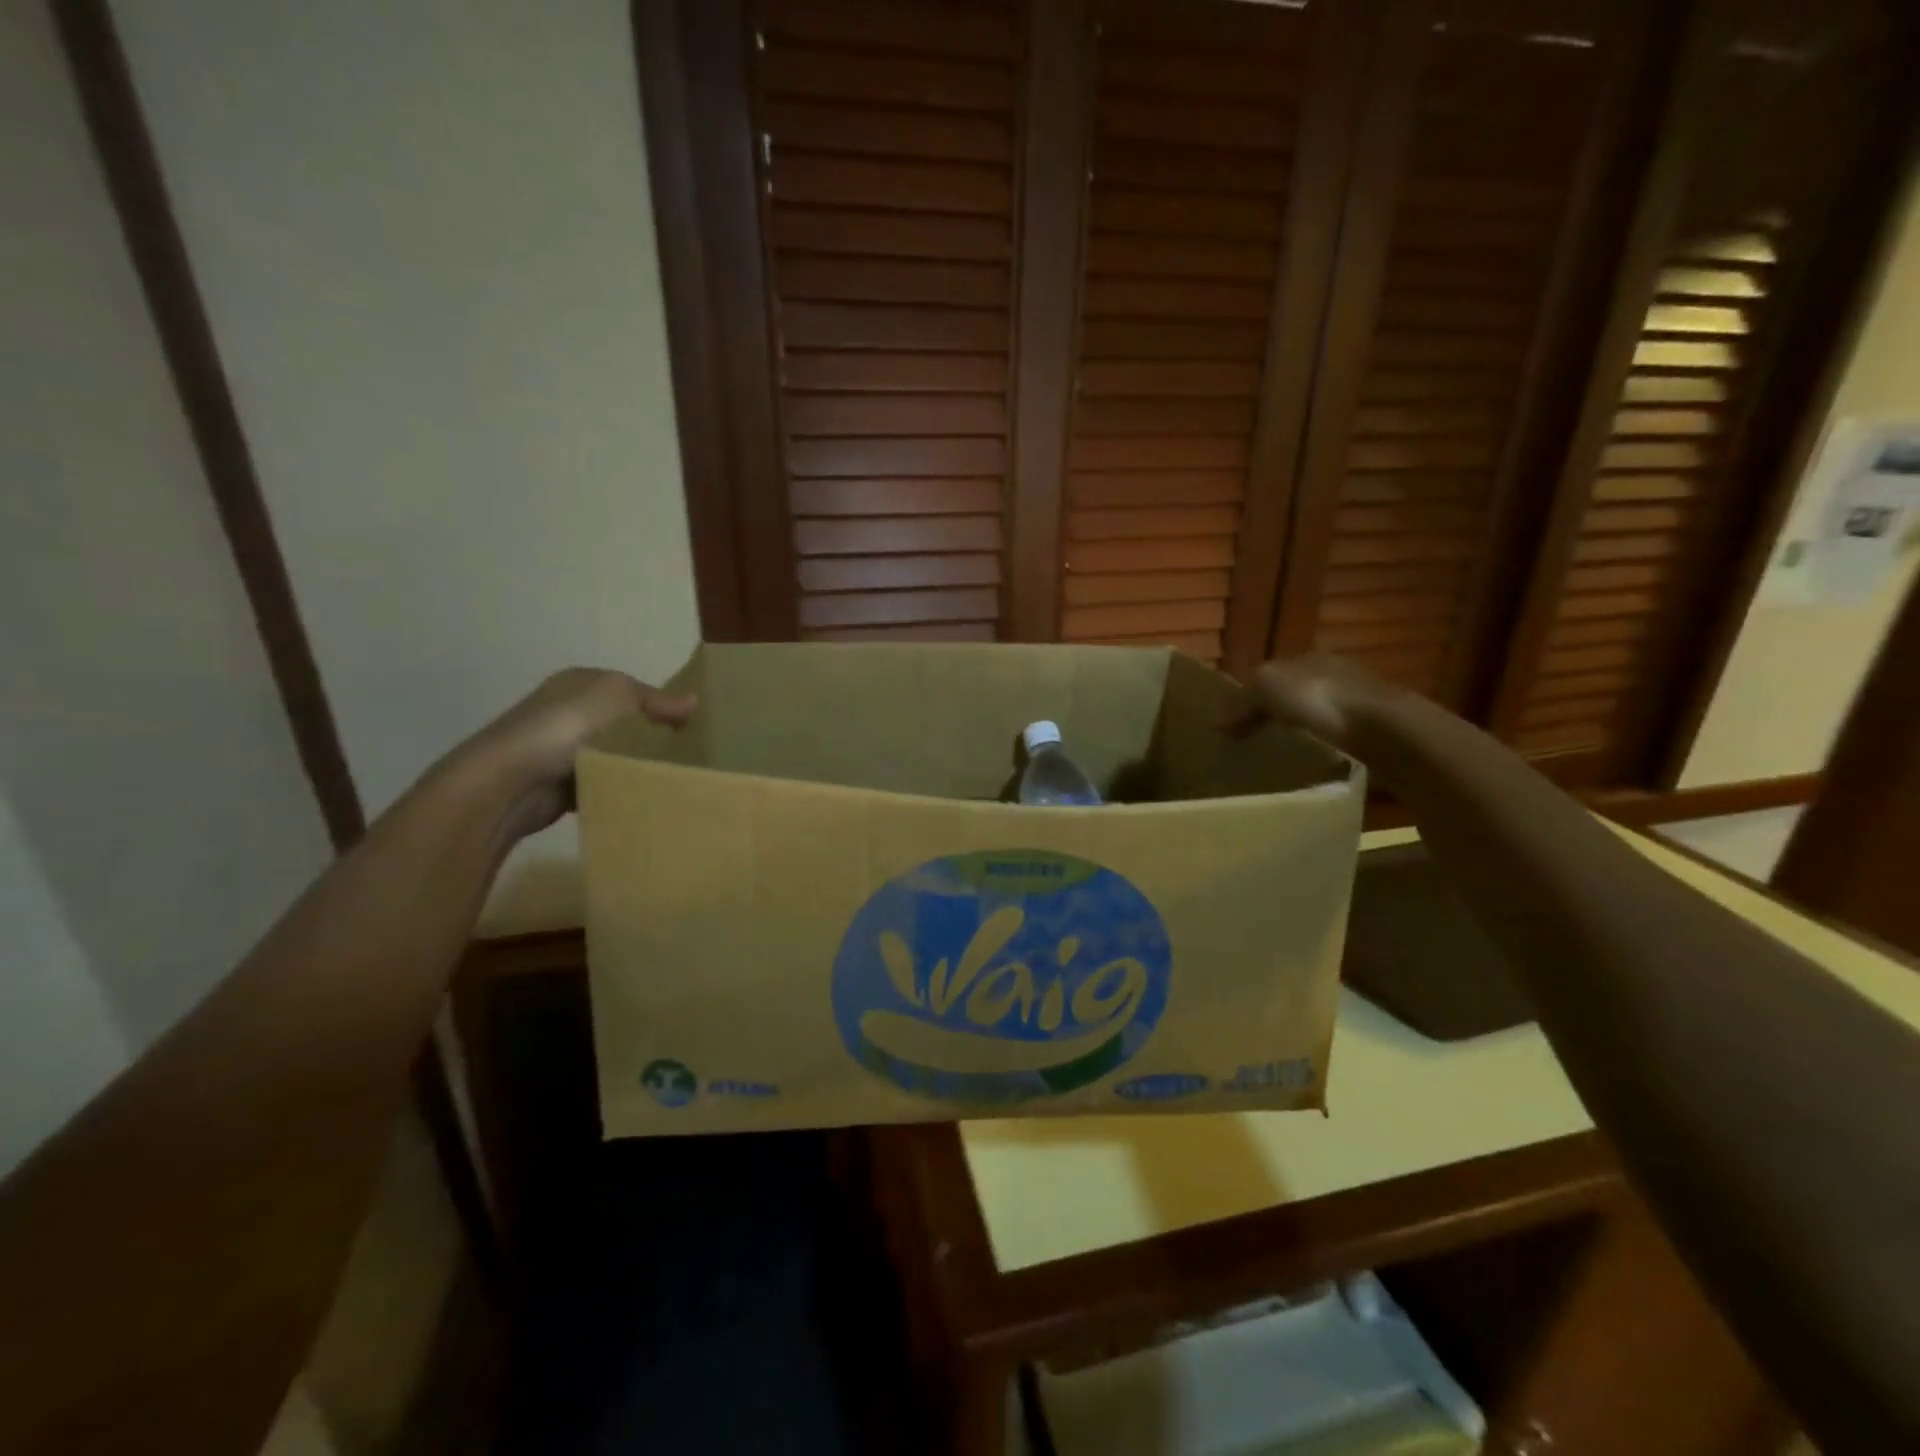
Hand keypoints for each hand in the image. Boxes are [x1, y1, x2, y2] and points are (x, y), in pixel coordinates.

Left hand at [457, 668, 694, 836]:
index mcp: (582, 682)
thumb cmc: (569, 725)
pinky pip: (601, 784)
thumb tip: (694, 701)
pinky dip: (616, 790)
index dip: (661, 706)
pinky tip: (638, 797)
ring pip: (614, 756)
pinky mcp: (560, 785)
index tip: (689, 729)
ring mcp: (562, 749)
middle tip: (685, 757)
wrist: (511, 780)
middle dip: (651, 739)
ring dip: (633, 767)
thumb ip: (659, 701)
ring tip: (668, 779)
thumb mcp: (622, 698)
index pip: (632, 691)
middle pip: (624, 724)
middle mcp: (570, 710)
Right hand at [1223, 654, 1409, 757]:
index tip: (1231, 725)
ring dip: (1300, 735)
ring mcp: (1359, 704)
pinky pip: (1337, 742)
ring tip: (1278, 759)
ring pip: (1318, 718)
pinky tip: (1310, 766)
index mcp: (1308, 658)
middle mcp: (1335, 675)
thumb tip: (1216, 722)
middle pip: (1295, 695)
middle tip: (1251, 743)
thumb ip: (1241, 701)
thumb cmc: (1321, 700)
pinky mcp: (1376, 735)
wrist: (1389, 732)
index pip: (1270, 674)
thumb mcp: (1267, 689)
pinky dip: (1322, 751)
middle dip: (1275, 714)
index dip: (1249, 697)